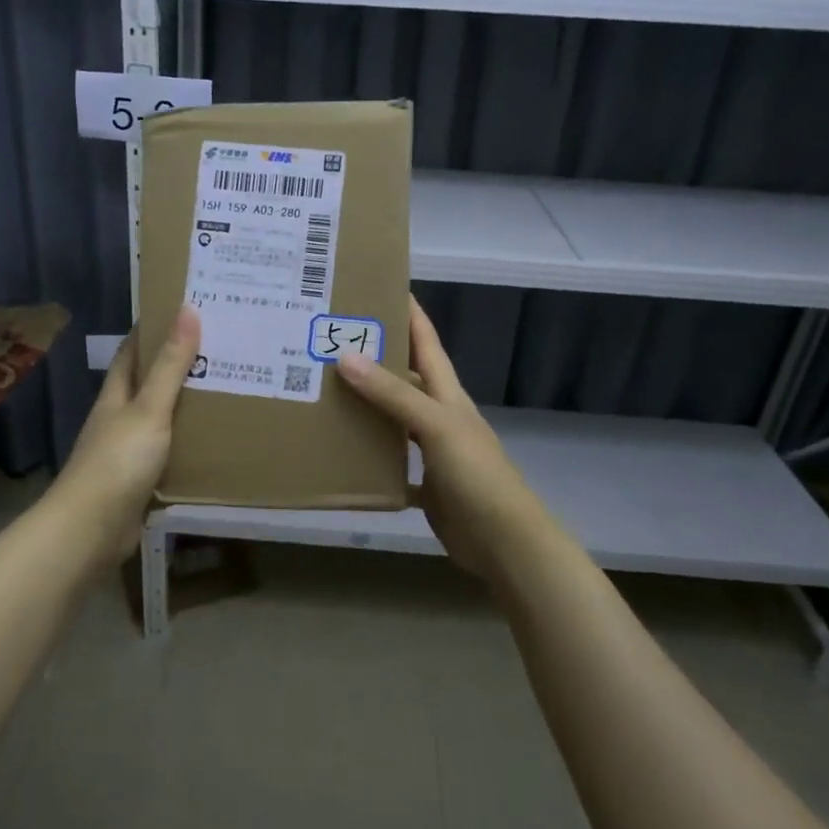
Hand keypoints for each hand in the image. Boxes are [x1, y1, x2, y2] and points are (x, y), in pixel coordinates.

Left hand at [48, 306, 200, 565]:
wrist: (91, 529)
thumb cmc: (118, 461)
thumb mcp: (149, 409)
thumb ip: (170, 366)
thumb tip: (188, 311)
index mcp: (116, 396)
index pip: (131, 353)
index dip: (152, 330)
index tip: (183, 312)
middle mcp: (118, 419)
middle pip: (147, 385)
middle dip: (176, 367)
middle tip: (219, 350)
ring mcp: (127, 452)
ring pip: (160, 420)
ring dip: (185, 407)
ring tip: (225, 391)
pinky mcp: (139, 481)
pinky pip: (168, 454)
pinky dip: (187, 444)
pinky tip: (213, 443)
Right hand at [335, 298, 562, 583]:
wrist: (504, 543)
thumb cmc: (477, 476)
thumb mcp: (436, 426)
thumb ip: (394, 394)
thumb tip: (346, 356)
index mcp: (447, 395)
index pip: (426, 341)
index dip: (408, 312)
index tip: (376, 286)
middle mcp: (439, 416)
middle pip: (405, 377)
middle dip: (374, 357)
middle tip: (330, 341)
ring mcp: (433, 452)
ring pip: (393, 419)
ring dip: (366, 406)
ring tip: (324, 391)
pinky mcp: (424, 486)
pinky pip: (390, 464)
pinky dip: (369, 458)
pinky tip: (341, 454)